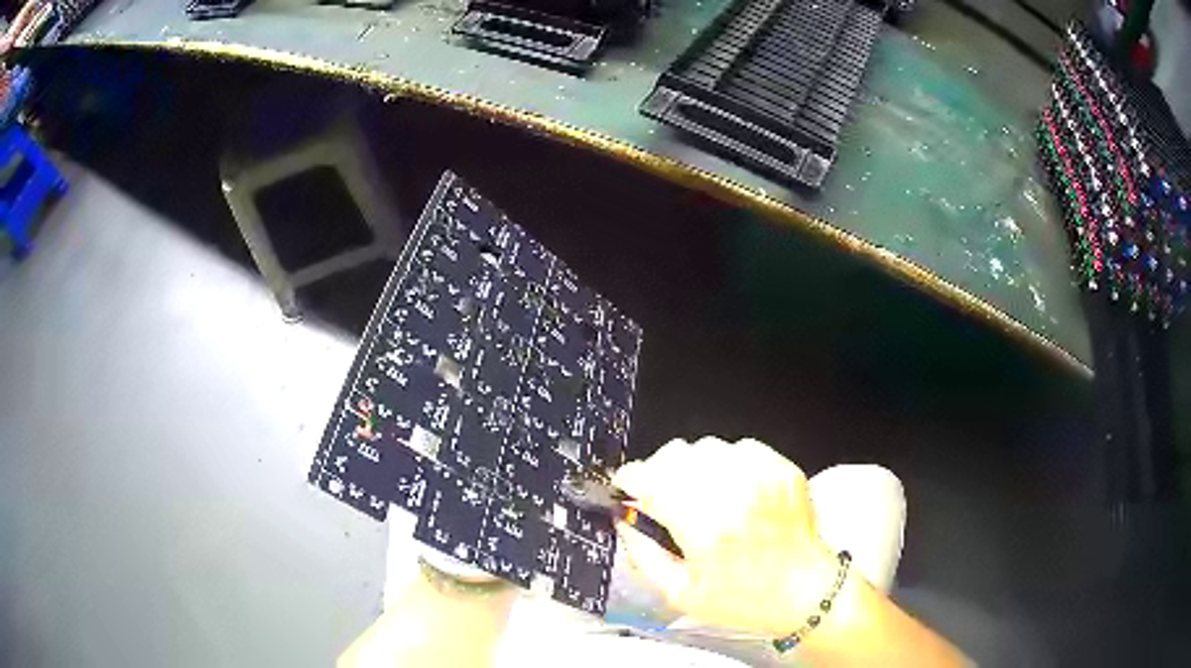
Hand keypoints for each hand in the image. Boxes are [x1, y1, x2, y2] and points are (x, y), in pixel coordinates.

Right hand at [613, 437, 838, 636]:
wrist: (806, 592)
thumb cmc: (743, 600)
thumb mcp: (680, 594)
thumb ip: (643, 554)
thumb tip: (624, 520)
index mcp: (705, 528)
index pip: (651, 480)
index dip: (629, 479)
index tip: (625, 488)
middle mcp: (734, 493)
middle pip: (676, 455)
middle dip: (658, 472)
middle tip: (662, 497)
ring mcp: (762, 476)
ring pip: (706, 447)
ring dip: (692, 468)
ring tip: (700, 496)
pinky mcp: (783, 468)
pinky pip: (739, 447)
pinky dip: (726, 463)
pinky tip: (731, 490)